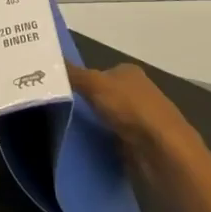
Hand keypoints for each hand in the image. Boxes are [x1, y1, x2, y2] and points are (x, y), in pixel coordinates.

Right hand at [69, 61, 208, 192]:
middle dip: (85, 102)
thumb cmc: (131, 109)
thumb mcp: (95, 84)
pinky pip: (114, 138)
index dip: (80, 79)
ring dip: (93, 124)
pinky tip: (87, 147)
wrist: (163, 151)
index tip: (59, 90)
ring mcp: (141, 119)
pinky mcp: (141, 143)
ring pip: (108, 118)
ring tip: (66, 130)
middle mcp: (137, 92)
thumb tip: (48, 59)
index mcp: (129, 72)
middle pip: (103, 95)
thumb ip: (73, 74)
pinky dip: (103, 142)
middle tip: (57, 110)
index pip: (99, 72)